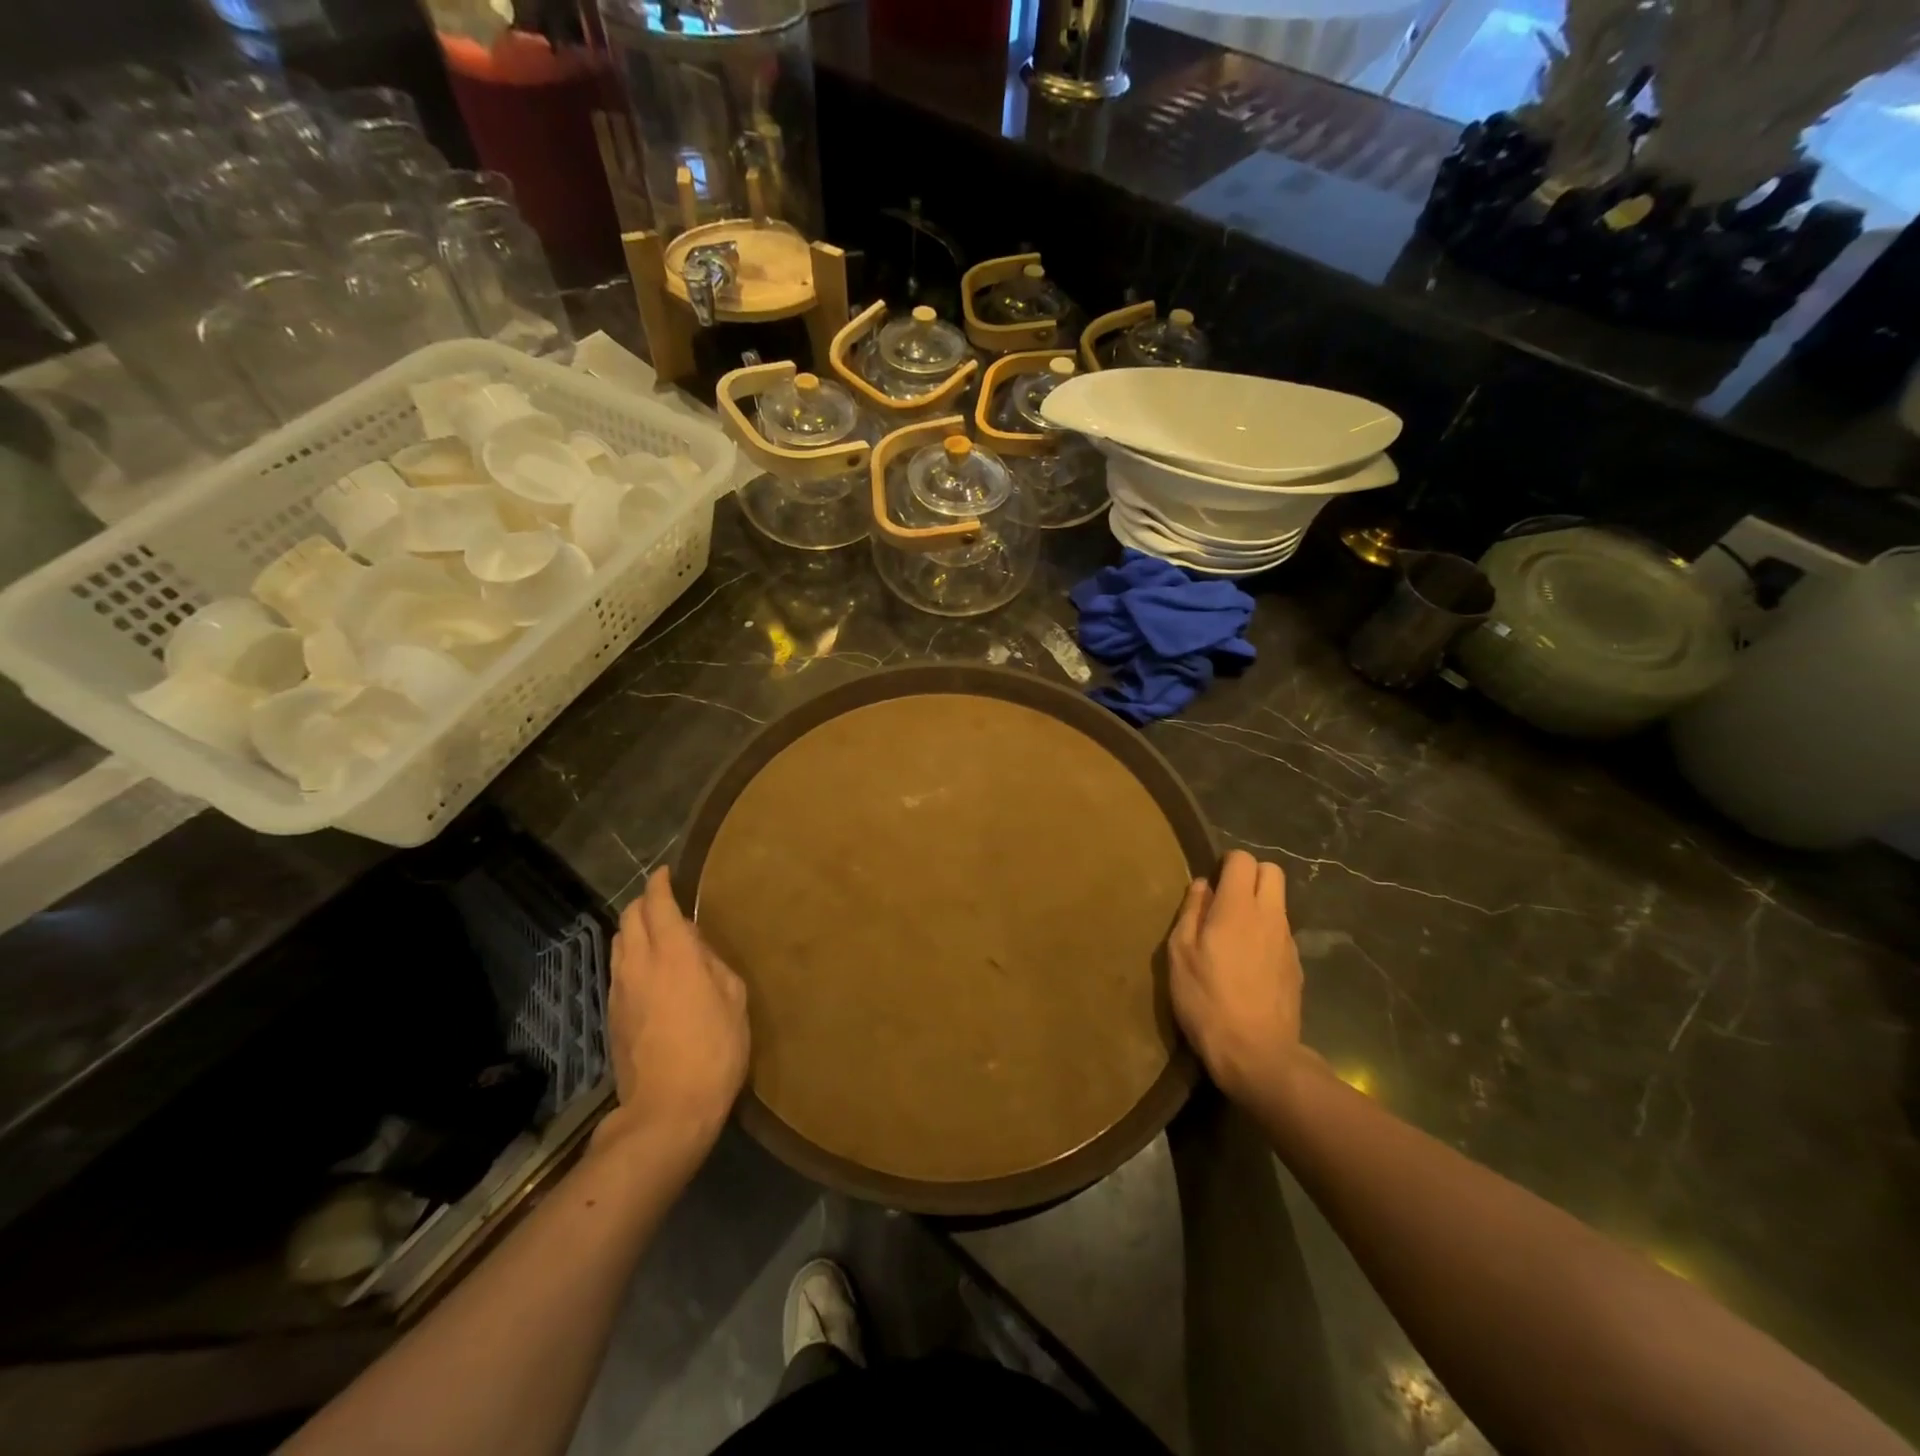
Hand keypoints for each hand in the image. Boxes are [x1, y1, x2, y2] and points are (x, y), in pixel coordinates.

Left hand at [605, 868, 749, 1159]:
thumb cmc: (715, 1049)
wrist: (667, 1110)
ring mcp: (620, 990)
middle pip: (630, 917)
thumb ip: (713, 963)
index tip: (667, 873)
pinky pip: (618, 970)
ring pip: (619, 942)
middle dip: (645, 901)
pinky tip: (650, 972)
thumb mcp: (734, 999)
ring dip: (635, 929)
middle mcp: (639, 963)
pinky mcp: (612, 1015)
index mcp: (674, 954)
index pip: (657, 903)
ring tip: (658, 935)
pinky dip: (632, 957)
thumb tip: (697, 949)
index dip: (661, 883)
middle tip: (665, 901)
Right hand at [1168, 850, 1304, 1103]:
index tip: (1210, 882)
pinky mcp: (1296, 966)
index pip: (1243, 860)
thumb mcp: (1180, 954)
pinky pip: (1281, 932)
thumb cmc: (1207, 1000)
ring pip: (1278, 902)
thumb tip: (1202, 885)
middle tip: (1225, 899)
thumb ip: (1191, 912)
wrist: (1257, 1054)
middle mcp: (1269, 916)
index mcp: (1237, 908)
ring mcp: (1288, 941)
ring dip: (1258, 905)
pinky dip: (1266, 933)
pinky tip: (1248, 962)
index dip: (1226, 862)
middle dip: (1249, 875)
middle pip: (1272, 871)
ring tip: (1233, 934)